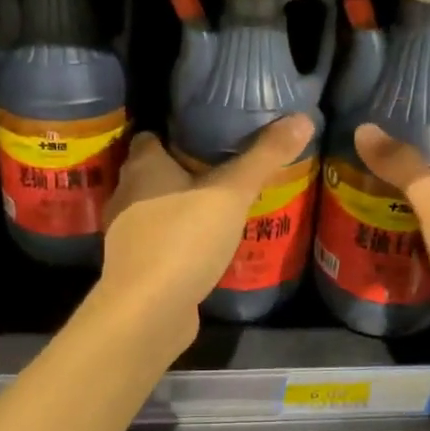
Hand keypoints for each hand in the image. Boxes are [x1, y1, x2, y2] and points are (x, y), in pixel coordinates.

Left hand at [99, 116, 315, 345]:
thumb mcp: (232, 193)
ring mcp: (128, 235)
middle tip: (224, 168)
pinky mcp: (137, 267)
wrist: (148, 312)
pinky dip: (178, 239)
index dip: (174, 133)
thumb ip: (264, 157)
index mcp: (143, 167)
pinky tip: (206, 246)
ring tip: (219, 206)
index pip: (151, 137)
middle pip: (153, 172)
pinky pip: (160, 241)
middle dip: (182, 169)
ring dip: (180, 206)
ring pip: (155, 208)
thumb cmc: (184, 239)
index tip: (208, 134)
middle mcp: (128, 195)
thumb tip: (302, 118)